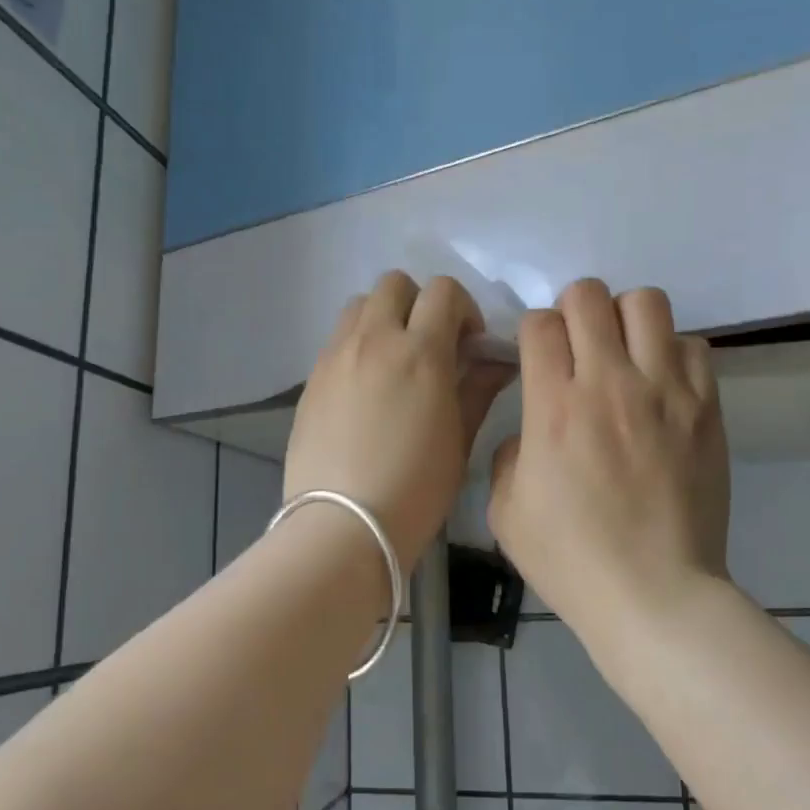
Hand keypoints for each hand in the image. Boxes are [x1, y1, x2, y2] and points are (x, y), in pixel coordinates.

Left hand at [286, 272, 514, 572]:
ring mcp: (336, 356)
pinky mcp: (312, 378)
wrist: (342, 525)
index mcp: (420, 352)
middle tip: (431, 344)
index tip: (469, 342)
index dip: (463, 308)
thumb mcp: (459, 440)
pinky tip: (366, 386)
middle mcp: (374, 340)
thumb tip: (497, 361)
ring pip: (360, 305)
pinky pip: (337, 338)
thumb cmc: (415, 489)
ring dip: (384, 317)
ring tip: (395, 359)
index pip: (443, 292)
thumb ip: (478, 389)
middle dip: (420, 303)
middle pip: (395, 284)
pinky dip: (358, 343)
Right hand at [488, 279, 730, 629]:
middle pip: (589, 296)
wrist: (655, 594)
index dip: (532, 332)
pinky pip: (692, 345)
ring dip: (625, 318)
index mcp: (553, 407)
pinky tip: (661, 384)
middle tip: (576, 345)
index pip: (540, 323)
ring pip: (647, 303)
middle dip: (573, 310)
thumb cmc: (571, 560)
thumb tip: (529, 433)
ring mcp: (665, 391)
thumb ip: (507, 456)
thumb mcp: (506, 512)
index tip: (536, 356)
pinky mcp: (706, 407)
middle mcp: (609, 383)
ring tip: (623, 353)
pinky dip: (671, 352)